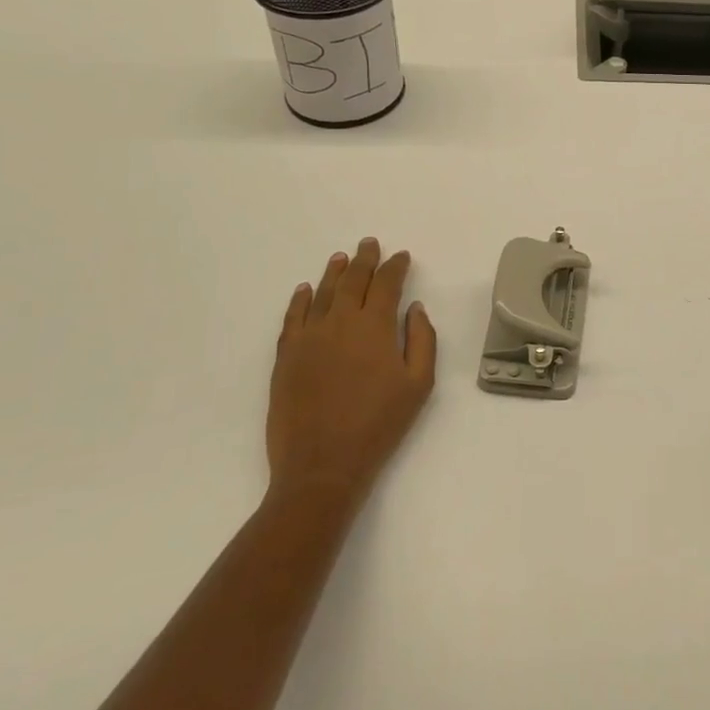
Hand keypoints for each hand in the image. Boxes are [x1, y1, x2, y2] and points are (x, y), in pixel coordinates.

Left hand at [268, 237, 436, 504]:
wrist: (322, 466)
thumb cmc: (379, 425)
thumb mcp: (419, 385)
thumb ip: (422, 340)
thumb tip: (415, 308)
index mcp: (375, 327)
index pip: (387, 284)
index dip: (395, 267)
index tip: (402, 256)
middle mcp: (340, 322)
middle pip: (353, 281)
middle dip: (364, 260)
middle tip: (369, 244)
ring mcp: (309, 337)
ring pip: (322, 293)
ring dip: (333, 273)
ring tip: (341, 257)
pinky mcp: (286, 356)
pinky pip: (293, 317)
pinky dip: (300, 299)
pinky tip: (305, 289)